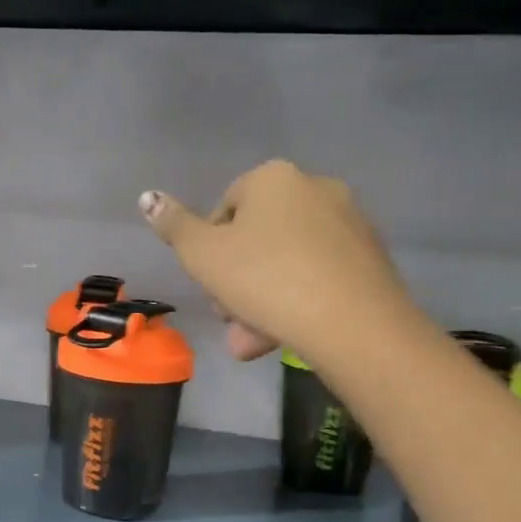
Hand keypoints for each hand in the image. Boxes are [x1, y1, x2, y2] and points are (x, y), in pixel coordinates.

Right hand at [140, 160, 412, 368]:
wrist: (352, 323)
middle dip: (237, 282)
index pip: (225, 209)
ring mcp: (349, 222)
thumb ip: (173, 226)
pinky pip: (320, 275)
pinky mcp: (372, 257)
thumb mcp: (202, 256)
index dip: (209, 251)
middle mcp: (315, 188)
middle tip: (230, 318)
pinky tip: (287, 335)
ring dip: (263, 300)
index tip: (210, 286)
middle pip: (258, 238)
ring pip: (288, 262)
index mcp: (273, 178)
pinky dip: (300, 300)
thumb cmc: (265, 279)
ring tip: (251, 343)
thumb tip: (148, 197)